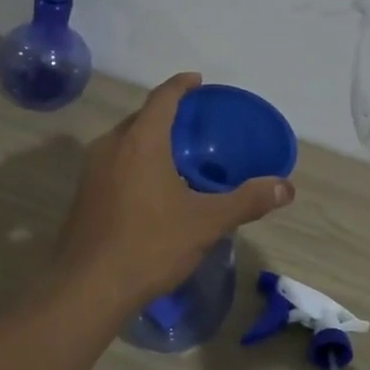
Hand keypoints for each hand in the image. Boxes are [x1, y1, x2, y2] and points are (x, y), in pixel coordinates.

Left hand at [51, 73, 294, 310]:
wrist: (87, 288)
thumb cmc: (149, 245)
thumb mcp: (206, 223)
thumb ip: (247, 201)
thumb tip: (286, 188)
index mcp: (140, 141)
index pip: (162, 97)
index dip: (181, 85)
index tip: (198, 81)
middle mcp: (111, 146)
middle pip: (141, 117)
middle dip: (167, 114)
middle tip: (195, 123)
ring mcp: (91, 171)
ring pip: (125, 141)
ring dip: (149, 139)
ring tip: (176, 153)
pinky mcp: (83, 195)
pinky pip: (114, 163)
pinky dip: (135, 161)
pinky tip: (152, 187)